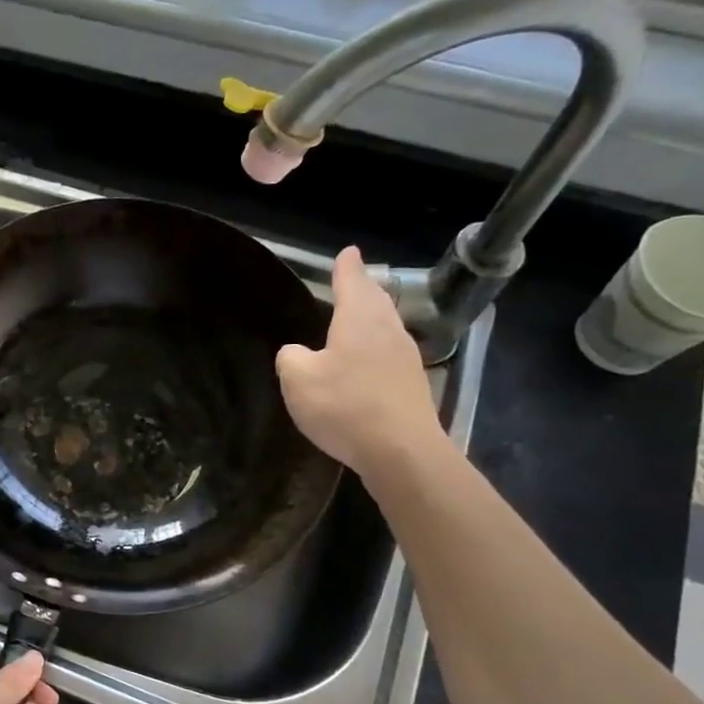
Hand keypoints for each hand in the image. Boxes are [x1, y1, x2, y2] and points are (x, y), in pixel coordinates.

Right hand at [276, 246, 444, 480]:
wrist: (401, 452)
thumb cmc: (344, 406)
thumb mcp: (298, 379)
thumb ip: (291, 358)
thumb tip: (297, 353)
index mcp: (360, 319)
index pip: (353, 281)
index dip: (346, 267)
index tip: (348, 252)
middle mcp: (388, 330)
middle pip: (376, 300)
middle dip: (363, 289)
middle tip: (352, 280)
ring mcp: (405, 358)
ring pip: (385, 327)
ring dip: (371, 319)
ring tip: (355, 319)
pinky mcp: (411, 386)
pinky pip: (388, 354)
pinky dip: (374, 348)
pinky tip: (363, 363)